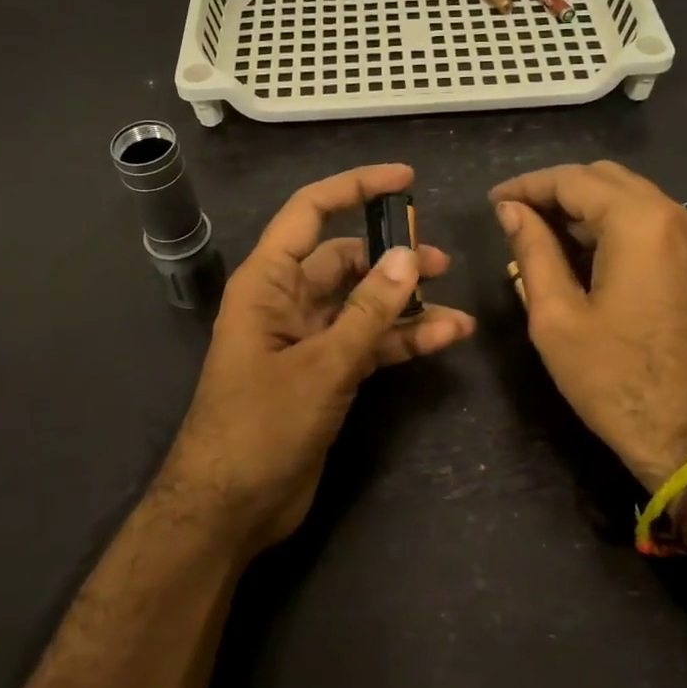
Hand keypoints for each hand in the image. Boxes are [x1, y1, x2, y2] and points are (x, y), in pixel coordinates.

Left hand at [163, 164, 475, 552]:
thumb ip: (367, 313)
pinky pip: (368, 342)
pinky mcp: (324, 372)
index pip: (310, 213)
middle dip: (391, 257)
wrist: (230, 508)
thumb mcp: (321, 366)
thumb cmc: (261, 427)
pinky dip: (401, 340)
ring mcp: (307, 339)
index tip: (405, 180)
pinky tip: (444, 339)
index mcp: (267, 283)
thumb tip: (407, 256)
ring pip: (362, 305)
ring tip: (455, 308)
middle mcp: (286, 301)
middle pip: (344, 260)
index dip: (355, 188)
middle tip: (440, 262)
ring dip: (405, 304)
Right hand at [490, 161, 686, 490]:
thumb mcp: (555, 315)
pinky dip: (608, 226)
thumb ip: (532, 251)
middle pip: (604, 179)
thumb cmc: (613, 379)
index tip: (493, 203)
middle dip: (555, 192)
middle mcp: (674, 216)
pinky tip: (575, 254)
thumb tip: (510, 211)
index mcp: (639, 223)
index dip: (527, 186)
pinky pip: (646, 223)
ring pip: (627, 198)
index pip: (573, 180)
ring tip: (536, 236)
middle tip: (513, 217)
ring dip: (581, 208)